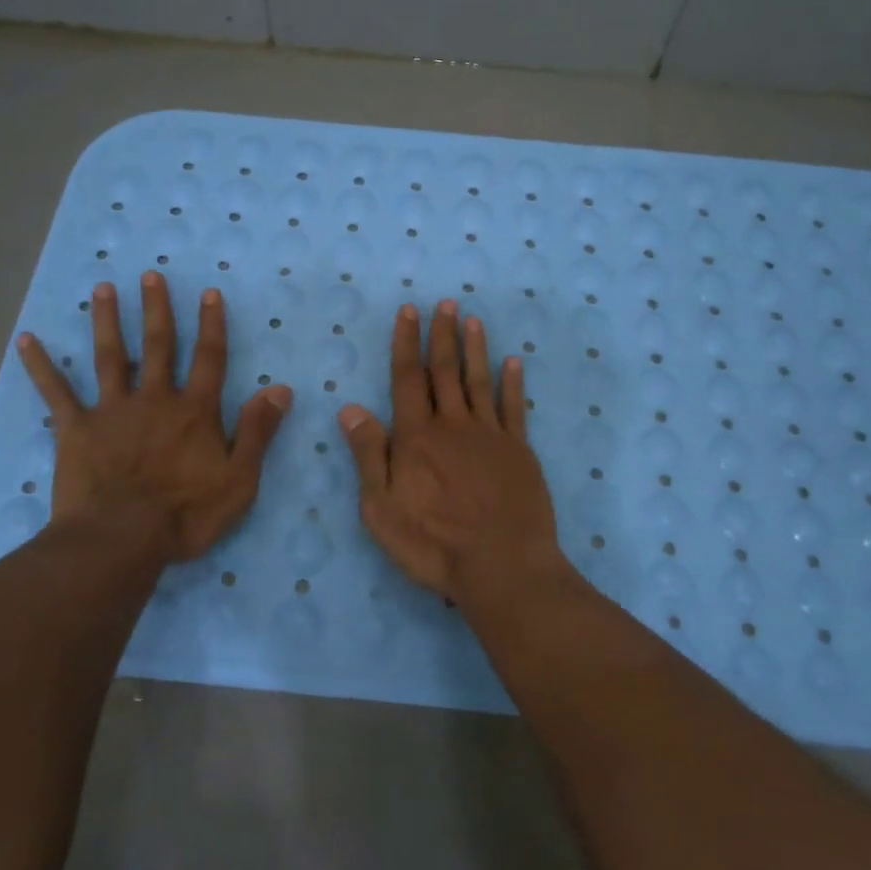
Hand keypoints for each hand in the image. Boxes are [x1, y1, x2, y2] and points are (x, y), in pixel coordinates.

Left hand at [17, 272, 291, 566]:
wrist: (120, 541)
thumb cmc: (185, 514)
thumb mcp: (239, 479)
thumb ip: (258, 431)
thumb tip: (281, 389)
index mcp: (195, 410)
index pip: (209, 358)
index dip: (211, 324)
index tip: (209, 292)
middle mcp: (154, 399)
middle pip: (157, 345)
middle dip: (156, 309)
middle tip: (150, 275)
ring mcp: (112, 411)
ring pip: (110, 356)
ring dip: (107, 320)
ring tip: (102, 288)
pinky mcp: (75, 429)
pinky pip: (56, 392)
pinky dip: (41, 366)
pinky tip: (26, 340)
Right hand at [338, 300, 568, 601]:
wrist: (502, 566)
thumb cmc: (433, 543)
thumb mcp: (382, 508)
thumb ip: (369, 455)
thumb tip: (351, 408)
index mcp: (416, 437)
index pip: (407, 378)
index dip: (406, 342)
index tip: (409, 311)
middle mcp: (453, 425)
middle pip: (444, 371)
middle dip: (442, 334)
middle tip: (445, 303)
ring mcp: (490, 435)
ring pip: (479, 381)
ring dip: (475, 348)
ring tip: (472, 319)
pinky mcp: (519, 451)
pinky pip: (515, 407)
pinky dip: (513, 382)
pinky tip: (513, 362)